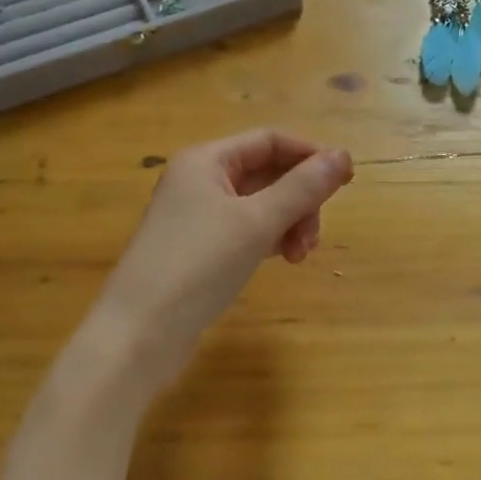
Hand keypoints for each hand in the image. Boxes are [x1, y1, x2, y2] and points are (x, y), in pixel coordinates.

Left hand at [88, 130, 353, 388]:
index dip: (310, 155)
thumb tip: (343, 155)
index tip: (345, 181)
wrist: (135, 339)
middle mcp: (199, 180)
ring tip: (299, 256)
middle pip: (267, 172)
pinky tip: (282, 260)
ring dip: (288, 222)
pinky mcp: (198, 249)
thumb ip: (303, 187)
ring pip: (260, 204)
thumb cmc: (197, 267)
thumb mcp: (257, 223)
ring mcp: (197, 216)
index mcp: (206, 160)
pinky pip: (246, 229)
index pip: (270, 140)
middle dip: (299, 198)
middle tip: (314, 234)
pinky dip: (270, 239)